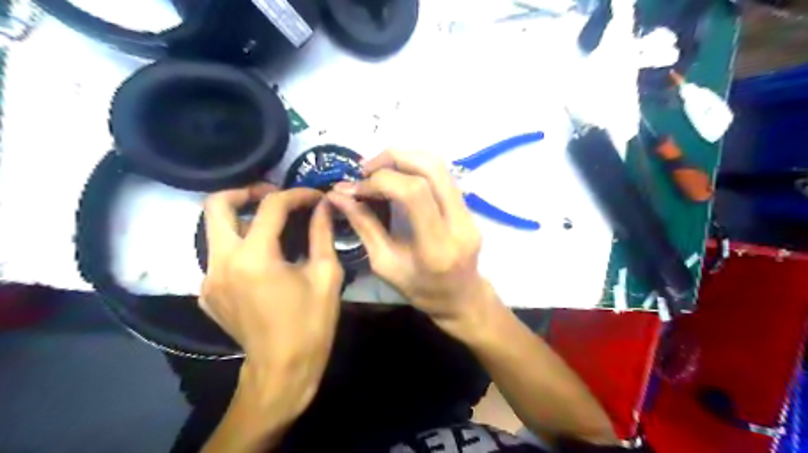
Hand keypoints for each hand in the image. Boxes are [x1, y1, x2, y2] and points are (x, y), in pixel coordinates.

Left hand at [202, 182, 343, 409]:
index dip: (296, 194)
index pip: (271, 206)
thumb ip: (322, 233)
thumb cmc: (311, 323)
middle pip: (216, 205)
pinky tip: (264, 258)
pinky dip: (240, 245)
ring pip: (215, 230)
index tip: (315, 197)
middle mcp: (221, 262)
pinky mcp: (207, 293)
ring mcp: (208, 279)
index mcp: (255, 258)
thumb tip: (325, 206)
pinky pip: (219, 255)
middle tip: (273, 195)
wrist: (282, 369)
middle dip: (246, 191)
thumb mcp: (326, 275)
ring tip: (273, 224)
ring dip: (243, 219)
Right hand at [326, 151, 492, 329]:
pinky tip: (397, 176)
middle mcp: (459, 224)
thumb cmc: (422, 292)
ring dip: (405, 158)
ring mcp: (469, 213)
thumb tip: (338, 195)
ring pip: (440, 166)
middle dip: (393, 158)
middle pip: (431, 168)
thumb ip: (364, 227)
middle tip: (365, 168)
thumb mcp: (385, 265)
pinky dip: (415, 167)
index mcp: (437, 247)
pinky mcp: (469, 208)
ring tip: (378, 169)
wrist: (463, 298)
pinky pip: (442, 175)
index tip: (356, 188)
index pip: (413, 193)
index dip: (380, 181)